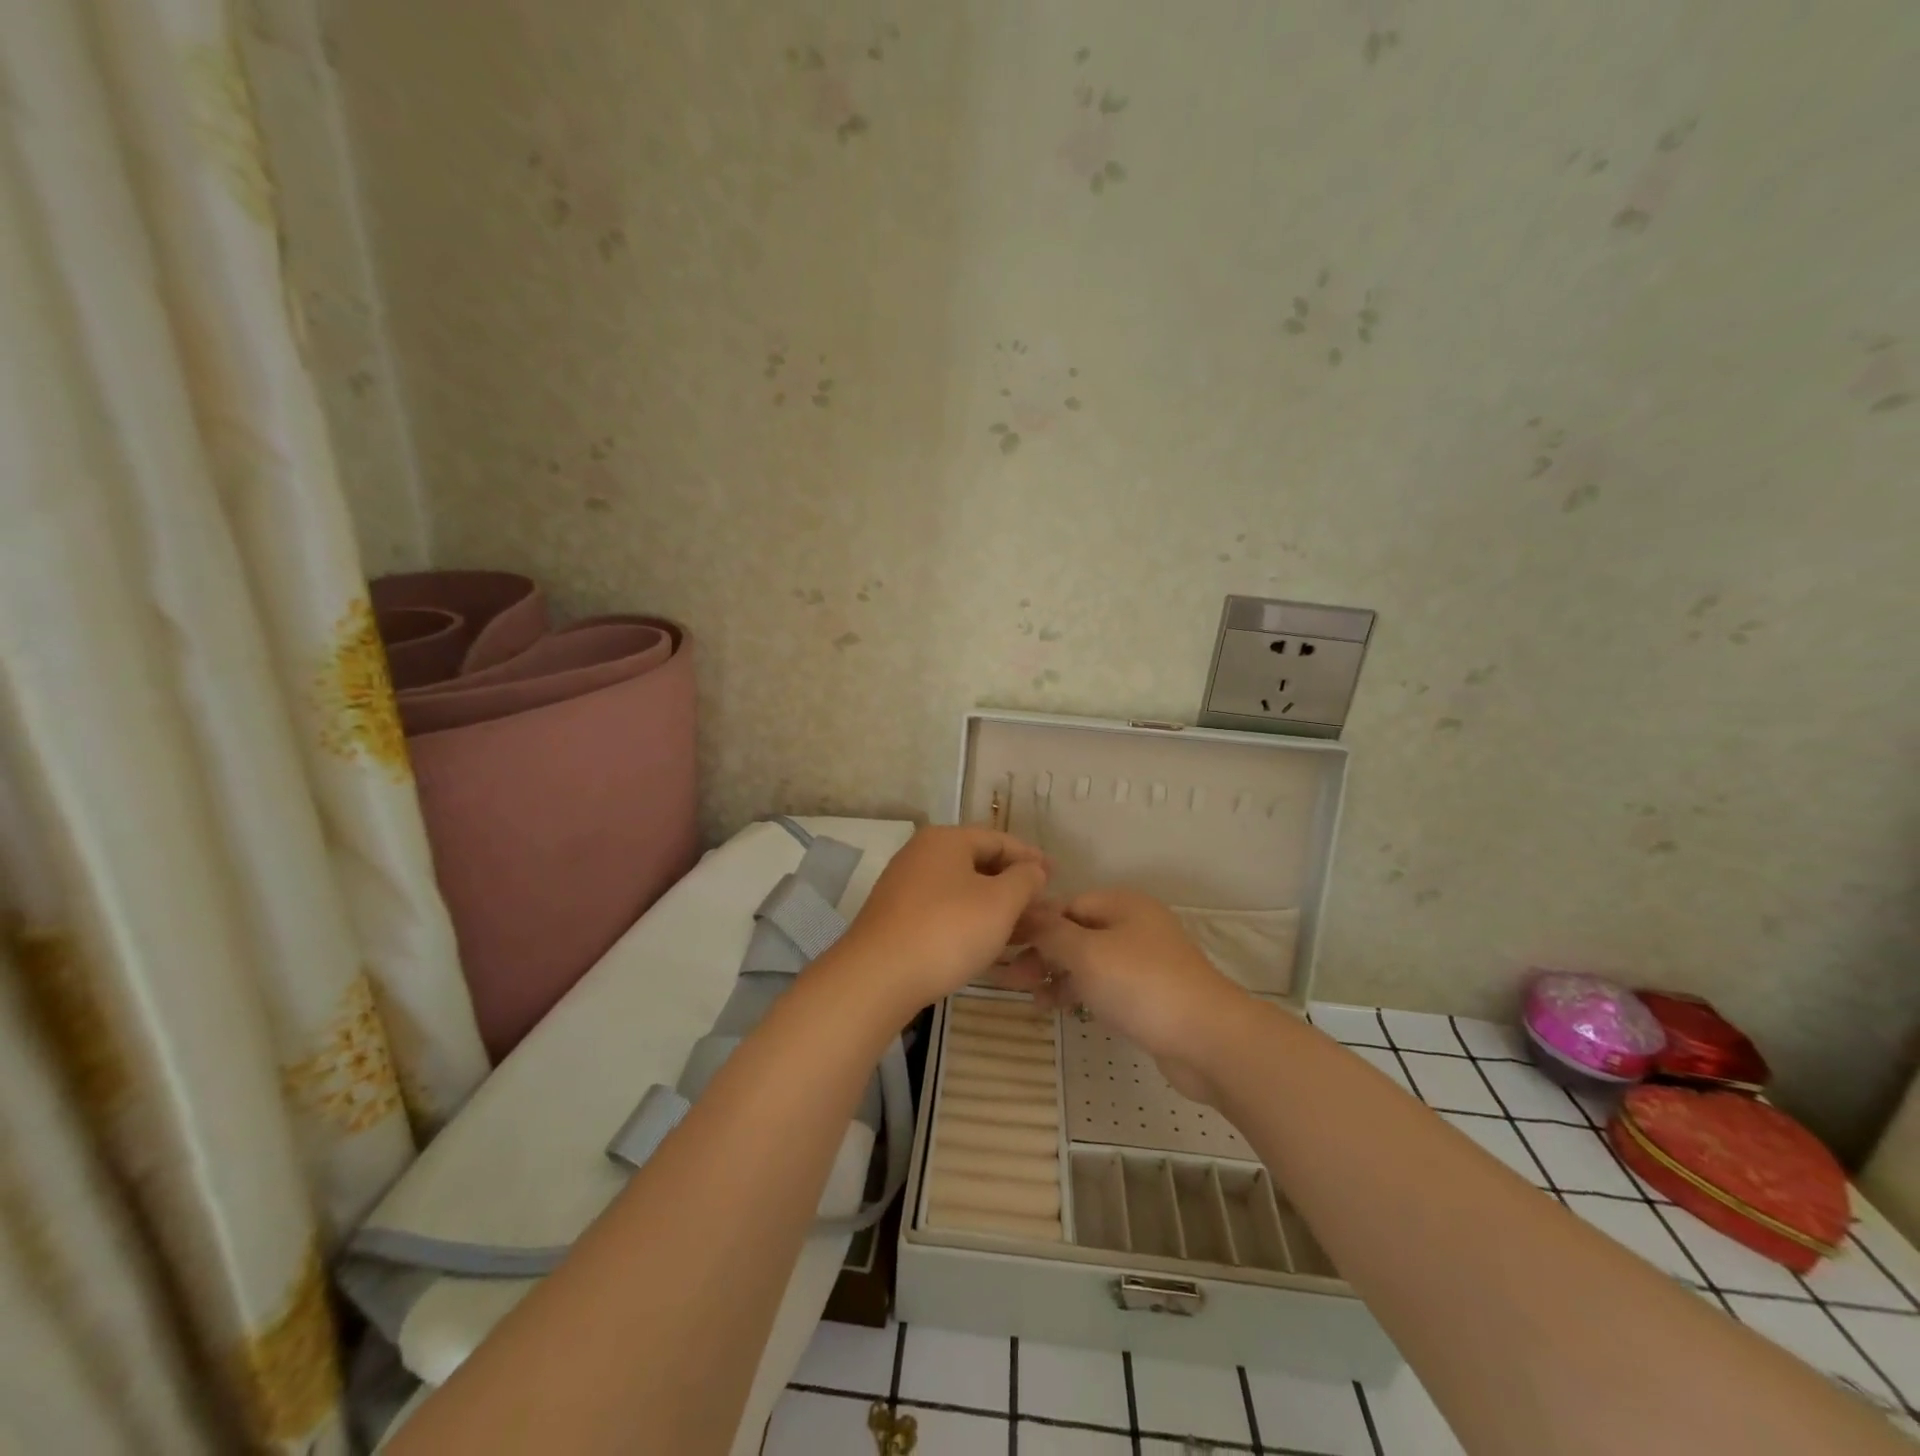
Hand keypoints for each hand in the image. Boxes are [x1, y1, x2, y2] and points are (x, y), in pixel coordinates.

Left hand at [834, 827, 1049, 1014]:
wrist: (878, 977)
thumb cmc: (947, 930)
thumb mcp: (1000, 903)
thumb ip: (1025, 880)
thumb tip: (1034, 869)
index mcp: (946, 840)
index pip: (999, 840)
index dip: (1031, 857)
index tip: (1056, 875)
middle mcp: (922, 854)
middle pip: (979, 863)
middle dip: (1014, 885)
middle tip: (1043, 906)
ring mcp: (905, 886)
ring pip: (962, 890)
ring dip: (995, 907)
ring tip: (1024, 929)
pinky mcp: (897, 918)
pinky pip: (944, 910)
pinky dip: (971, 921)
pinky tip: (988, 944)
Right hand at [1001, 889, 1249, 1103]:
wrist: (1207, 1039)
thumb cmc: (1141, 985)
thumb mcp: (1086, 953)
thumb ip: (1050, 932)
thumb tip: (1023, 912)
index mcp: (1122, 903)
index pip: (1065, 904)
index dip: (1032, 923)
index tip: (1001, 945)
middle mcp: (1133, 924)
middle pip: (1075, 932)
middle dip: (1041, 952)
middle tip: (1010, 978)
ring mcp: (1143, 960)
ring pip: (1087, 960)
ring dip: (1056, 975)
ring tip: (1031, 999)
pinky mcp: (1148, 993)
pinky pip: (1104, 984)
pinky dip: (1079, 992)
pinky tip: (1057, 1009)